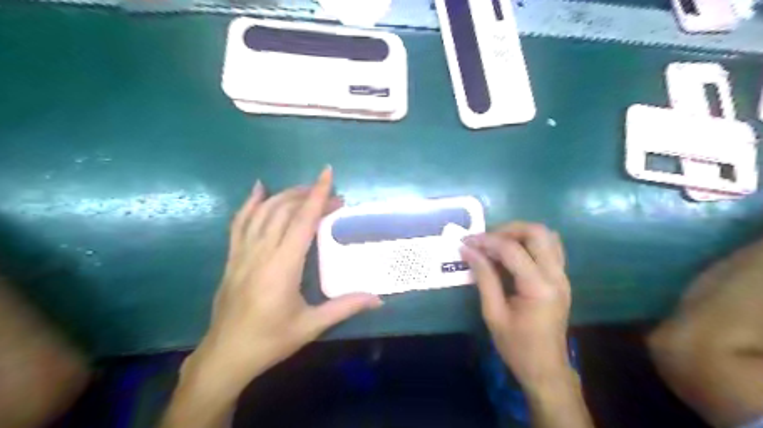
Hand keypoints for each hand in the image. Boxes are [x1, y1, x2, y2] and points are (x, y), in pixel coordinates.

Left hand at [182, 167, 383, 396]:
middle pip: (284, 211)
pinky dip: (250, 203)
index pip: (302, 221)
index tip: (328, 174)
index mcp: (282, 266)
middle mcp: (261, 253)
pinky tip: (259, 189)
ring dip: (285, 196)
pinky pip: (240, 223)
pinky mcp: (232, 258)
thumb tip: (378, 299)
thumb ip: (345, 307)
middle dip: (308, 196)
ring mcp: (242, 253)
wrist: (226, 356)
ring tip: (305, 190)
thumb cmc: (270, 340)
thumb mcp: (311, 326)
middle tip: (332, 197)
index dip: (317, 195)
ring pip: (263, 212)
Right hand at [459, 225, 572, 391]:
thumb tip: (468, 250)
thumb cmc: (516, 346)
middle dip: (507, 230)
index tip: (466, 242)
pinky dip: (531, 242)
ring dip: (520, 233)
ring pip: (547, 236)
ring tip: (497, 243)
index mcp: (538, 287)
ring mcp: (563, 276)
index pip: (512, 249)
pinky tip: (513, 253)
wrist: (545, 368)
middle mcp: (556, 276)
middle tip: (485, 240)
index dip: (486, 241)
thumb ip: (483, 277)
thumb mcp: (493, 313)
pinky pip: (551, 247)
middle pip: (537, 232)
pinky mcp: (561, 278)